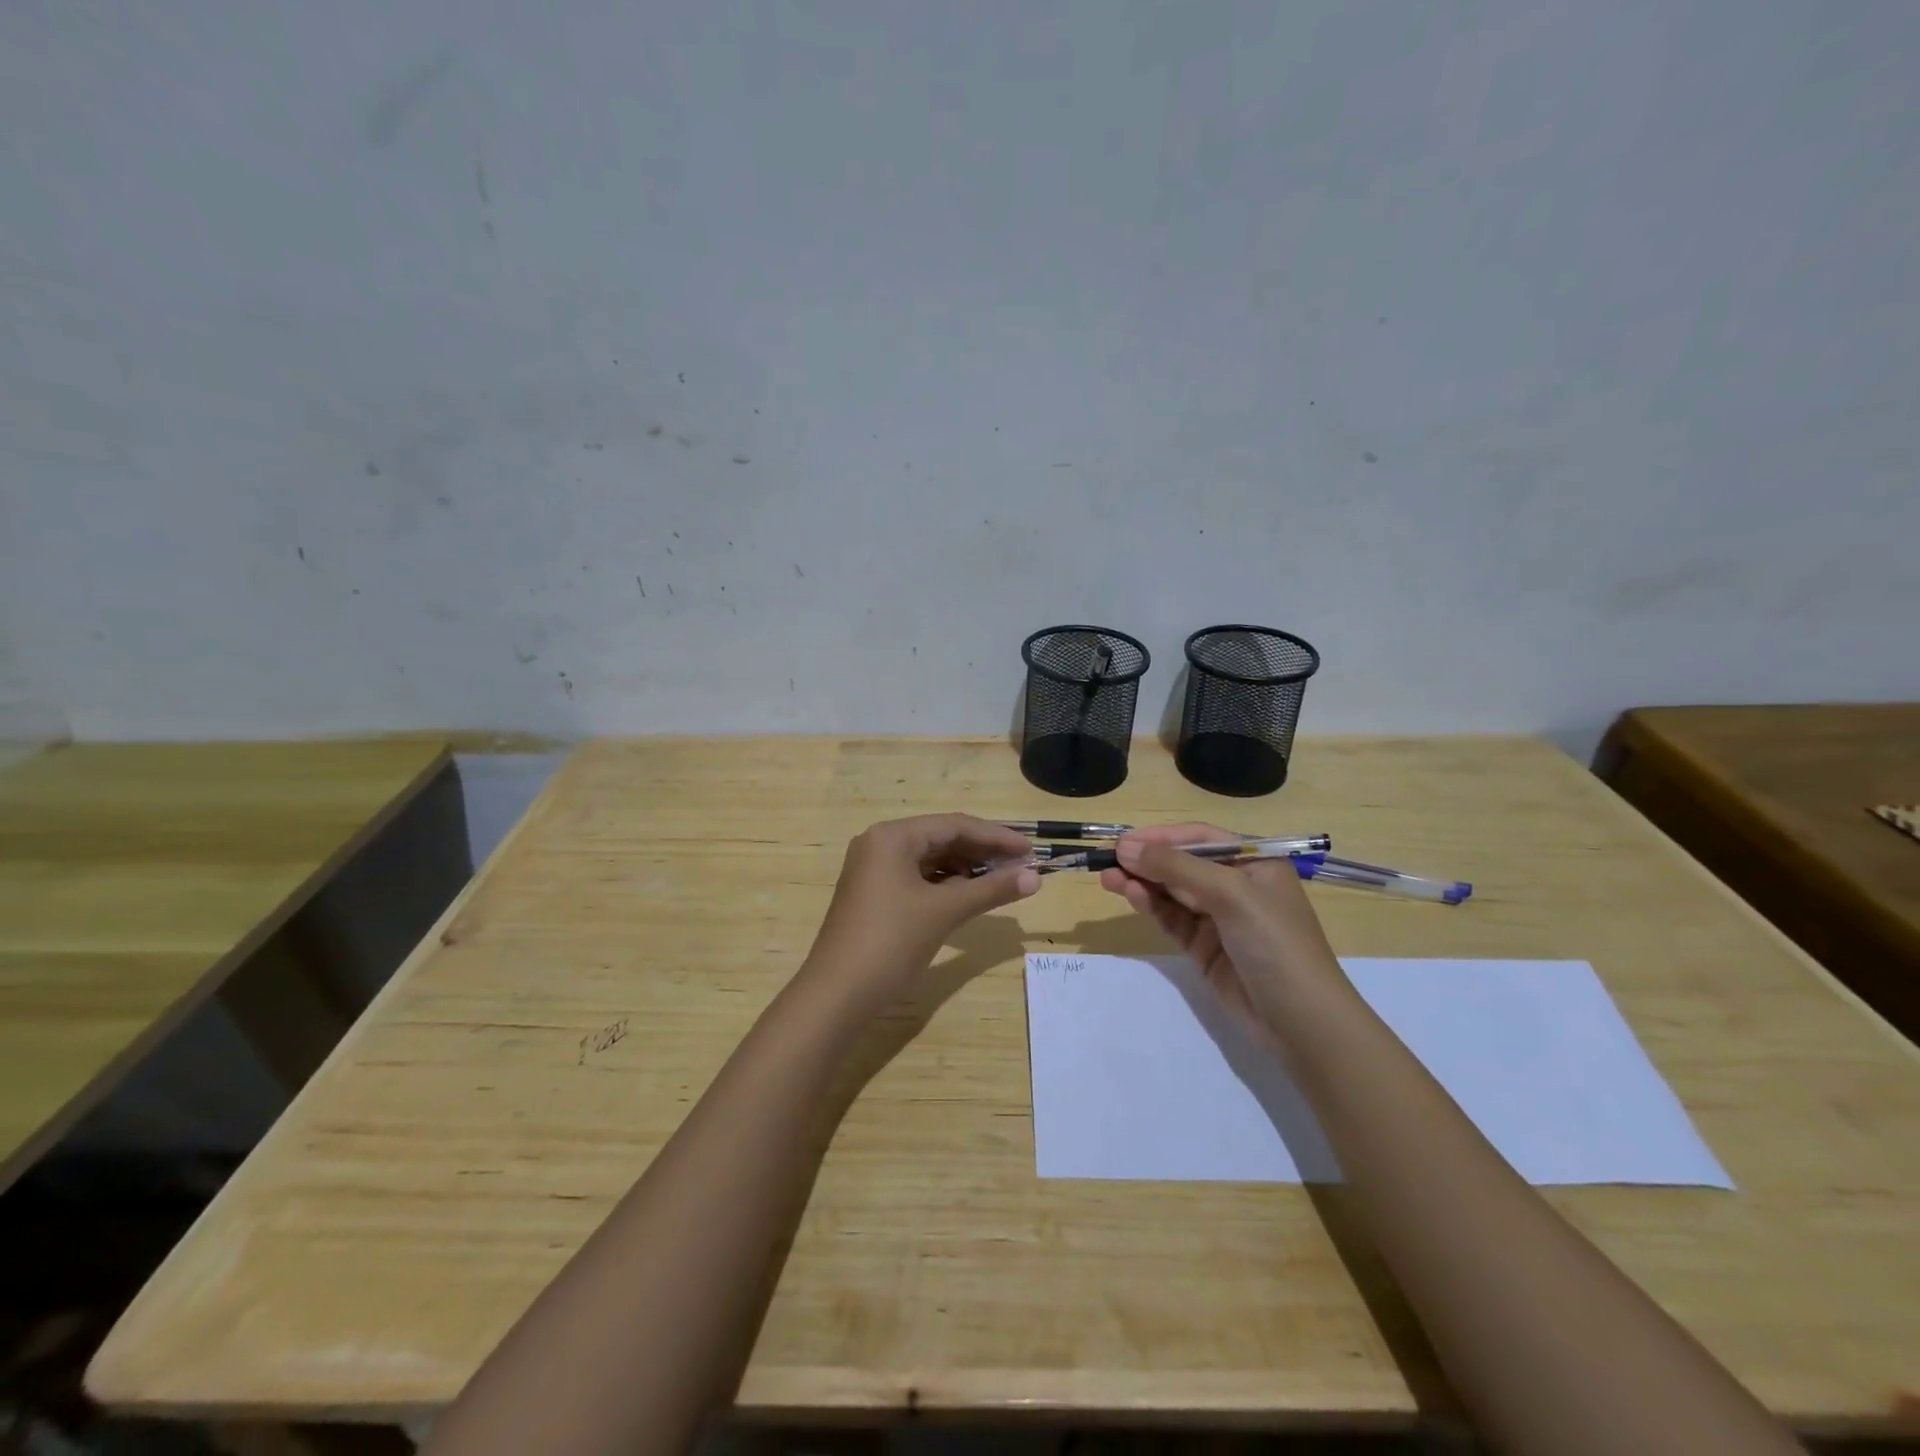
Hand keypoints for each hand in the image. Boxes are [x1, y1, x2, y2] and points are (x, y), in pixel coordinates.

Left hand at [802, 814, 1040, 1006]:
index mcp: (893, 836)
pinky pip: (917, 878)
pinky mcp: (873, 894)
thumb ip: (991, 890)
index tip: (1030, 851)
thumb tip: (1035, 877)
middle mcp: (880, 843)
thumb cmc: (891, 943)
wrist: (837, 995)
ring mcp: (873, 869)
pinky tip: (969, 895)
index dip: (996, 836)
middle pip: (941, 838)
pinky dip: (945, 885)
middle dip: (982, 852)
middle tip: (1021, 867)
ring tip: (1002, 881)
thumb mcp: (944, 912)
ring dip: (966, 869)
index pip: (954, 825)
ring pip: (930, 859)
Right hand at [1098, 823, 1347, 1038]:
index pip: (1200, 839)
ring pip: (1172, 892)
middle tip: (1107, 860)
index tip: (1123, 842)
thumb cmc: (1275, 943)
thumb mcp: (1231, 894)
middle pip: (1182, 864)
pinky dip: (1151, 907)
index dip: (1161, 837)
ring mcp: (1220, 919)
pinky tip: (1131, 896)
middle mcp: (1237, 886)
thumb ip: (1176, 868)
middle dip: (1147, 860)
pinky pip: (1172, 919)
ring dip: (1142, 883)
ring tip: (1108, 878)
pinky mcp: (1205, 948)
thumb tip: (1125, 848)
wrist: (1302, 1022)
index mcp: (1255, 863)